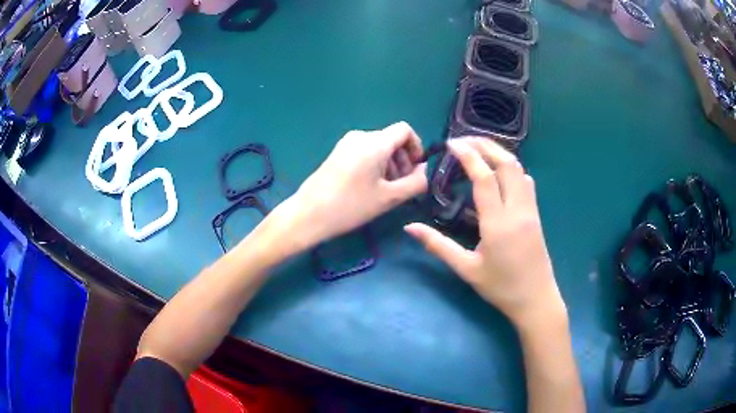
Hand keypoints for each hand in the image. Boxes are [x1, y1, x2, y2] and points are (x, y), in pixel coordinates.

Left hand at [283, 121, 427, 247]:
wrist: (309, 214)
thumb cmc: (352, 206)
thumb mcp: (390, 198)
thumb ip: (415, 183)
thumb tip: (423, 171)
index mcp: (375, 143)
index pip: (405, 130)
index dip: (416, 146)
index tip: (415, 169)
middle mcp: (361, 136)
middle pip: (391, 139)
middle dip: (403, 160)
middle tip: (402, 186)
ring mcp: (346, 143)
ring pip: (378, 147)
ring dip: (389, 164)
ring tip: (386, 190)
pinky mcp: (337, 153)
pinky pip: (364, 152)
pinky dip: (374, 165)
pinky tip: (370, 187)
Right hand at [404, 138, 565, 330]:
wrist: (536, 300)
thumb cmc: (501, 287)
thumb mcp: (466, 269)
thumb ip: (438, 245)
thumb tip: (410, 227)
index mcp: (498, 224)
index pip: (484, 178)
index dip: (468, 156)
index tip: (452, 144)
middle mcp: (517, 210)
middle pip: (507, 164)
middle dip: (486, 145)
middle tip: (464, 140)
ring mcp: (530, 210)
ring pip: (519, 170)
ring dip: (500, 154)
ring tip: (479, 150)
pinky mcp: (536, 214)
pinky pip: (525, 181)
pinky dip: (511, 168)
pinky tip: (499, 173)